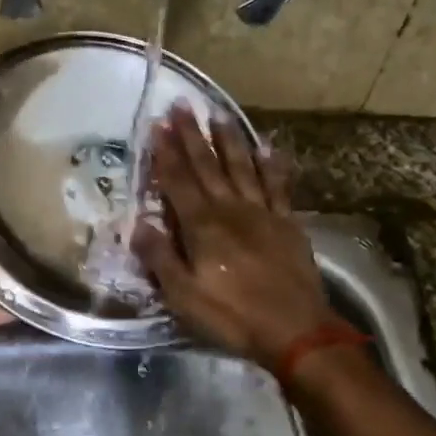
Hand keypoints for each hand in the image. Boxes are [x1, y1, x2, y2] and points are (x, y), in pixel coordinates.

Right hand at [132, 105, 343, 372]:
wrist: (297, 331)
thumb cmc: (233, 316)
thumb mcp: (184, 296)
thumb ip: (160, 257)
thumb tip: (138, 224)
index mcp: (202, 226)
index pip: (178, 181)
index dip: (165, 152)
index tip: (157, 124)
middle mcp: (230, 209)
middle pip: (207, 165)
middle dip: (191, 135)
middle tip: (182, 105)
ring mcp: (262, 213)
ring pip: (241, 167)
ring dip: (228, 140)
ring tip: (218, 114)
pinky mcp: (287, 223)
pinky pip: (277, 186)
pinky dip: (271, 165)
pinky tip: (268, 148)